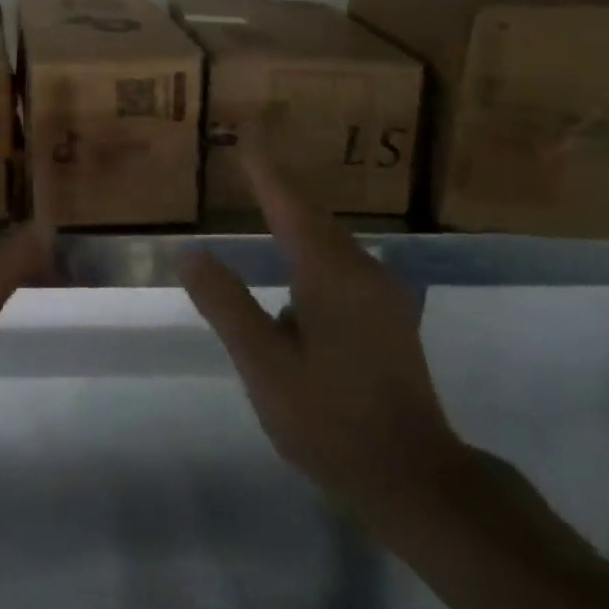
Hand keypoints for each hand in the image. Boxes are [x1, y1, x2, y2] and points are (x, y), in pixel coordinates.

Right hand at [182, 138, 471, 528]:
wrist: (417, 483)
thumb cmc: (333, 423)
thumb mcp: (265, 366)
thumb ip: (226, 305)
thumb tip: (191, 253)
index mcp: (330, 274)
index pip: (288, 202)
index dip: (264, 163)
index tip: (247, 124)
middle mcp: (361, 270)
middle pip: (310, 212)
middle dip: (276, 181)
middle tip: (245, 152)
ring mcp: (380, 293)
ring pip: (326, 237)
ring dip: (293, 212)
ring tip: (260, 193)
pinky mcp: (386, 315)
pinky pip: (337, 260)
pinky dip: (307, 243)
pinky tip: (291, 259)